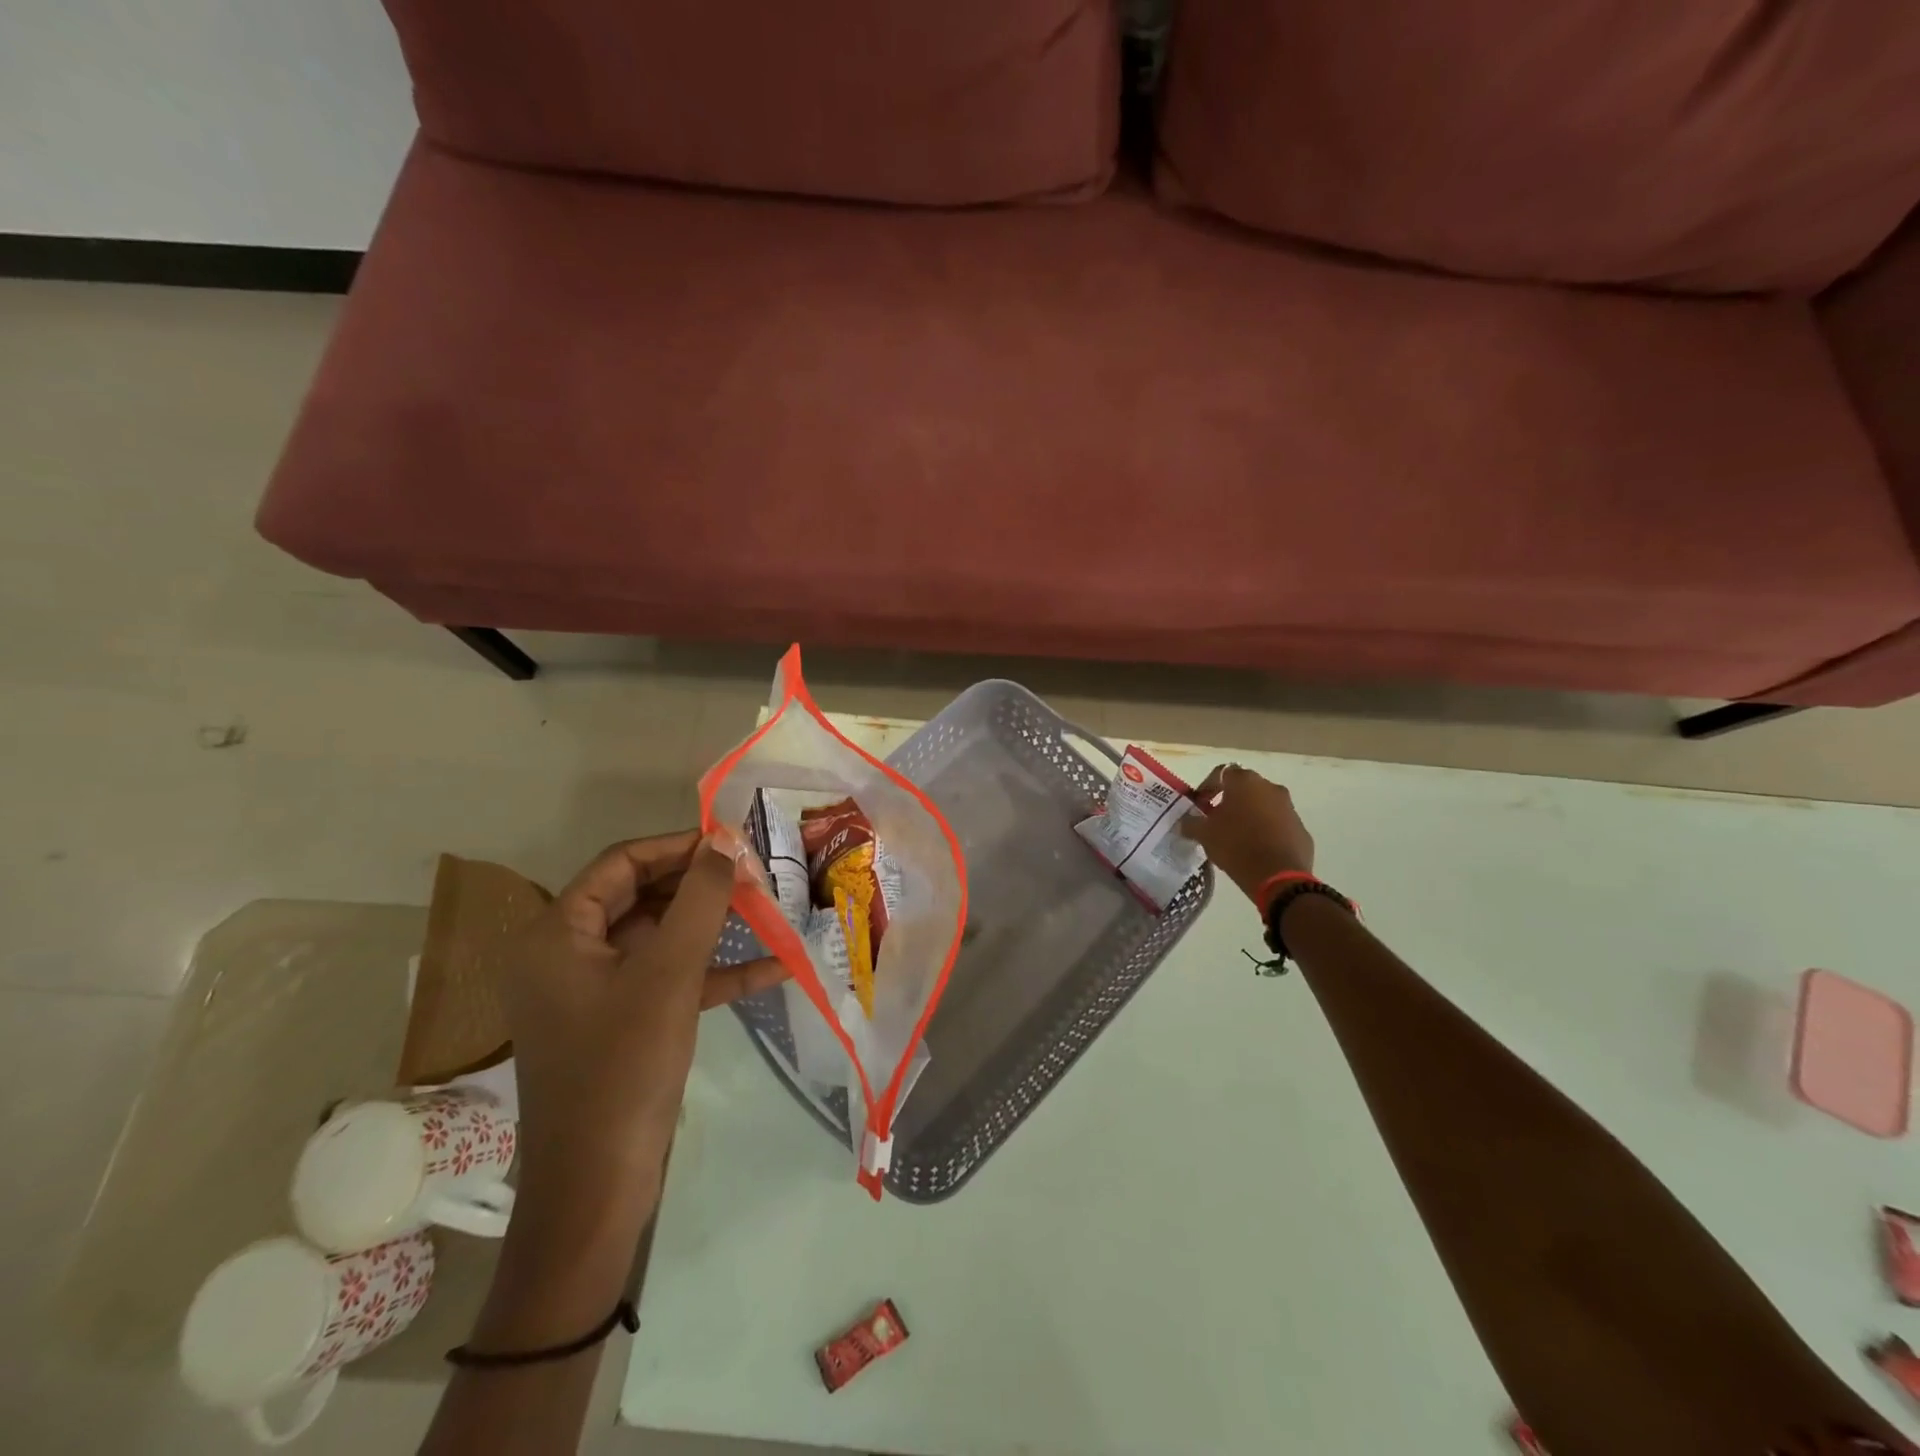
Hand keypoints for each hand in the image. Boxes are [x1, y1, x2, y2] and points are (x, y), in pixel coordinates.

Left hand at [502, 828, 786, 1199]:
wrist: (597, 1188)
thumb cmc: (623, 1066)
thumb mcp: (669, 973)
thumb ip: (700, 898)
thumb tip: (724, 841)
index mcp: (557, 934)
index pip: (621, 863)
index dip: (679, 846)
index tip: (733, 841)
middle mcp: (567, 955)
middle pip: (641, 897)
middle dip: (701, 885)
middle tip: (757, 875)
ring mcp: (593, 992)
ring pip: (659, 938)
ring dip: (712, 926)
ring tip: (769, 910)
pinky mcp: (620, 1024)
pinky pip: (667, 981)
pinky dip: (712, 973)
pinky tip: (772, 968)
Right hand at [1180, 765, 1315, 904]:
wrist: (1278, 876)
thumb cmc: (1235, 845)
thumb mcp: (1204, 834)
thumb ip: (1191, 823)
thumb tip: (1185, 822)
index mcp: (1245, 782)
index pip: (1222, 773)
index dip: (1208, 788)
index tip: (1200, 806)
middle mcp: (1270, 788)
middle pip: (1245, 789)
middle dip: (1230, 802)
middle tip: (1217, 821)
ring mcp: (1289, 808)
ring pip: (1264, 806)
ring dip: (1250, 816)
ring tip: (1237, 838)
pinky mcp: (1301, 829)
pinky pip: (1279, 825)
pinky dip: (1267, 832)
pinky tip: (1256, 851)